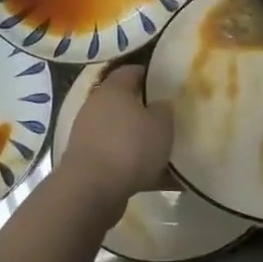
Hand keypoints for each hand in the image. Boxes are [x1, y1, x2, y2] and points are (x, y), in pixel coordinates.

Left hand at [60, 65, 172, 212]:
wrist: (91, 190)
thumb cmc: (130, 147)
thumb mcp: (161, 124)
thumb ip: (164, 110)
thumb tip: (160, 106)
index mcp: (113, 90)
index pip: (132, 71)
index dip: (152, 75)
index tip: (171, 84)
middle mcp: (97, 108)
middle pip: (126, 104)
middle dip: (149, 112)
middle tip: (173, 120)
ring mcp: (90, 137)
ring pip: (124, 134)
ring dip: (144, 143)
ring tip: (171, 154)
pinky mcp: (90, 164)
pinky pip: (121, 160)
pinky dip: (139, 167)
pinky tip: (164, 180)